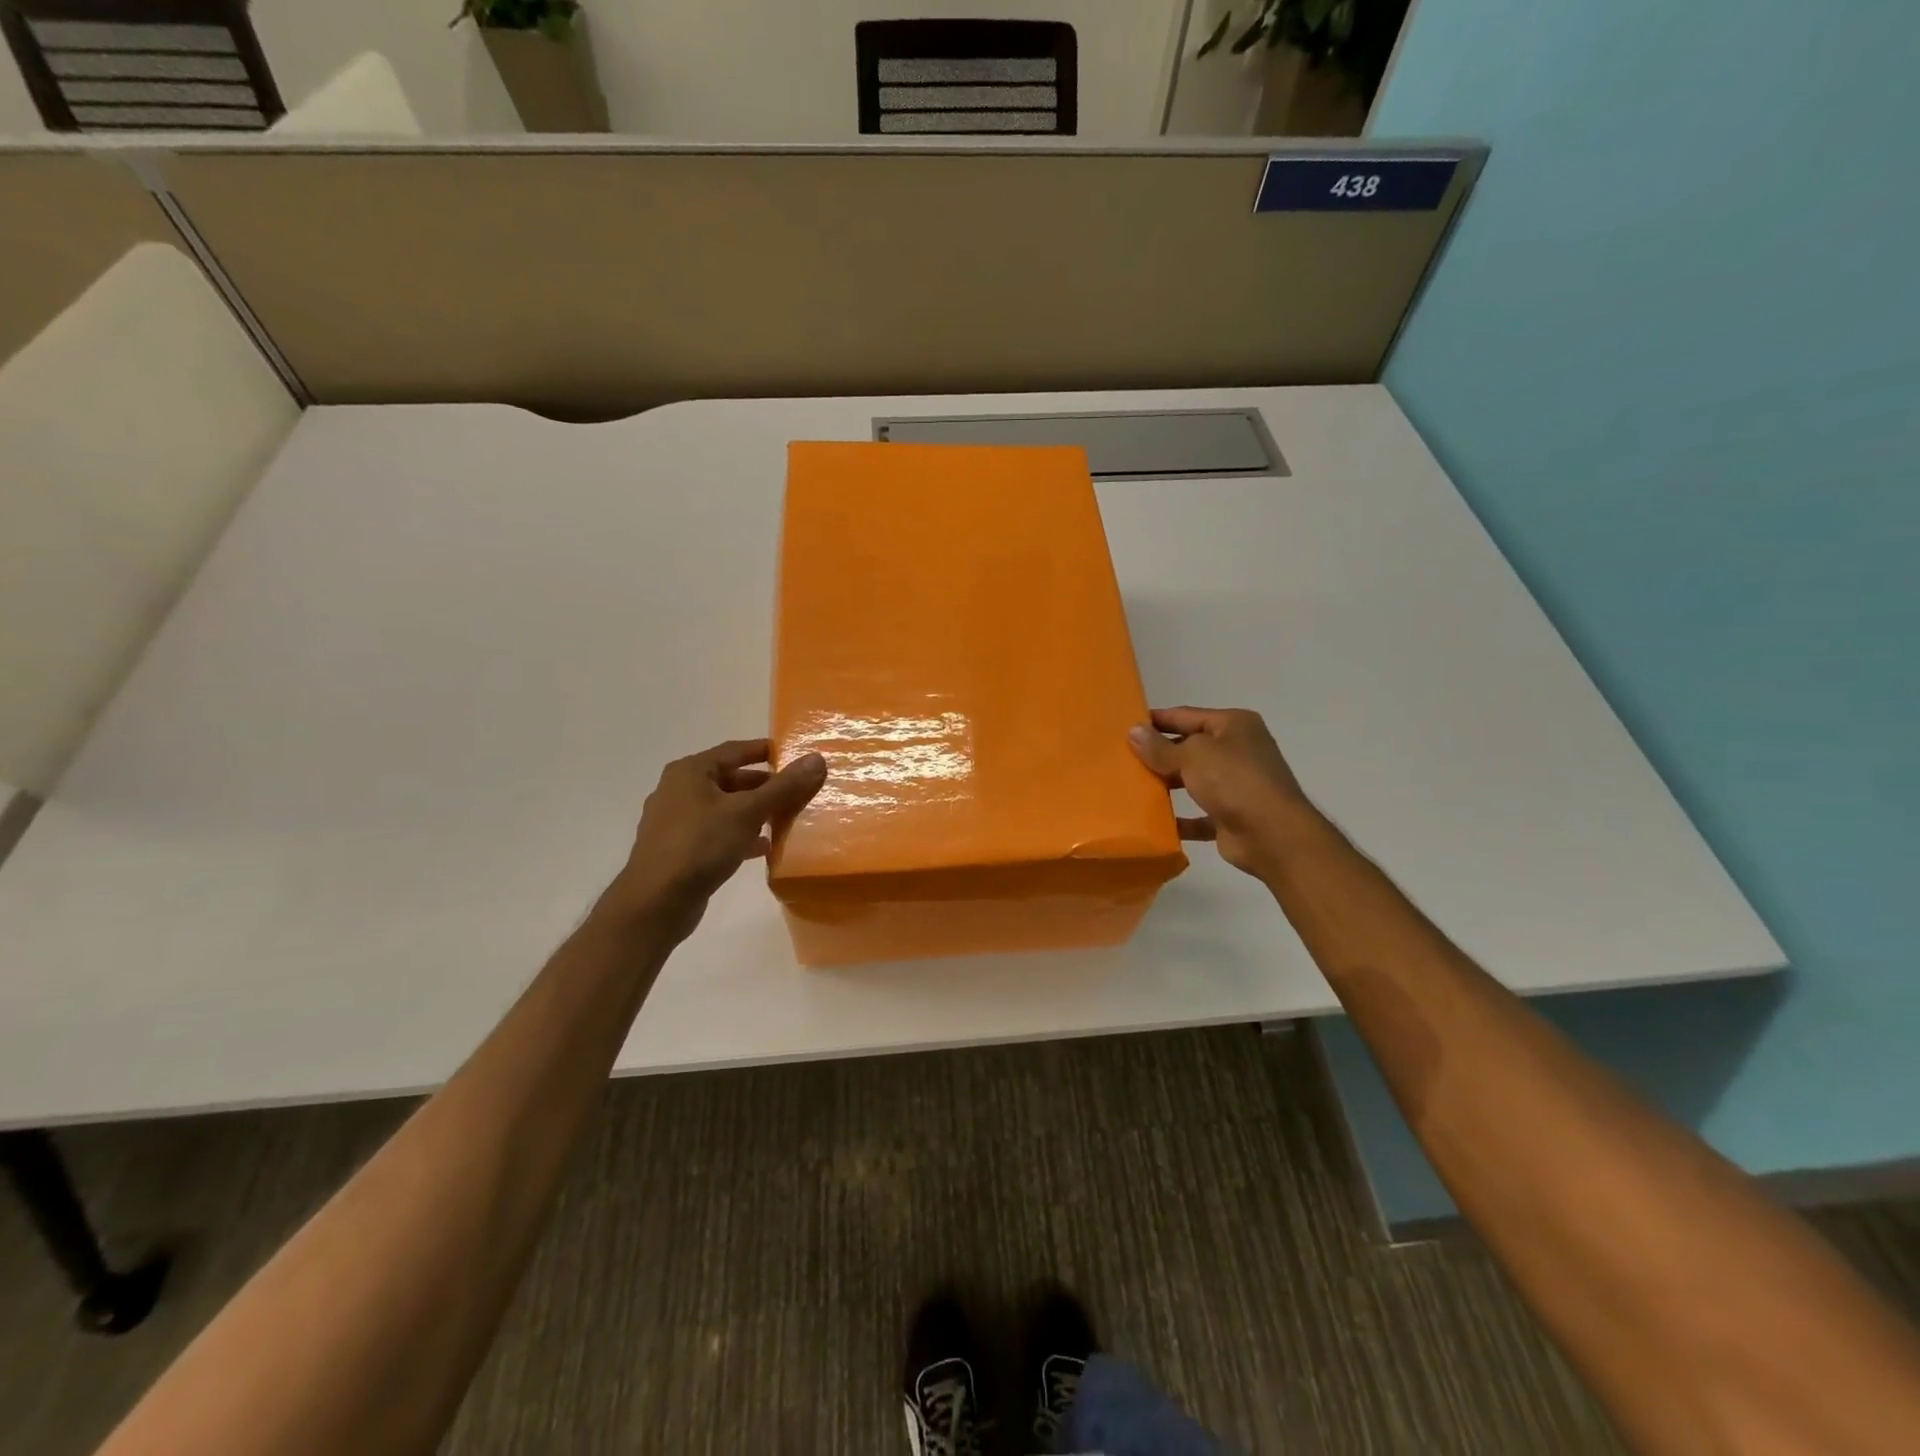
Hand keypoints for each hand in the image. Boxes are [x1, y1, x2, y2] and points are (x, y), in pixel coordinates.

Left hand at [605, 739, 826, 937]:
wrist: (656, 903)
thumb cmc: (700, 846)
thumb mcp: (748, 812)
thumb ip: (783, 787)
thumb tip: (817, 759)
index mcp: (690, 772)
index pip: (735, 750)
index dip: (764, 751)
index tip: (793, 755)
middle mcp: (679, 790)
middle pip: (730, 779)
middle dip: (763, 785)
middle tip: (795, 790)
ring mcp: (676, 822)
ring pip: (724, 808)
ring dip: (754, 812)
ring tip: (784, 818)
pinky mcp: (679, 850)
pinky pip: (717, 833)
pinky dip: (740, 835)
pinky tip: (763, 848)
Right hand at [1128, 707, 1311, 879]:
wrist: (1273, 835)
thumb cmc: (1234, 781)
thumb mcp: (1192, 755)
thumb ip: (1160, 747)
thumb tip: (1133, 731)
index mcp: (1233, 725)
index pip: (1186, 715)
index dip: (1156, 720)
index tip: (1124, 726)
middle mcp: (1237, 750)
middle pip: (1189, 747)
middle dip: (1158, 754)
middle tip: (1121, 759)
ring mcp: (1236, 785)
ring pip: (1192, 780)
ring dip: (1166, 784)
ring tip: (1130, 787)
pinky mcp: (1231, 816)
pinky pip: (1198, 815)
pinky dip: (1179, 818)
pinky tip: (1152, 821)